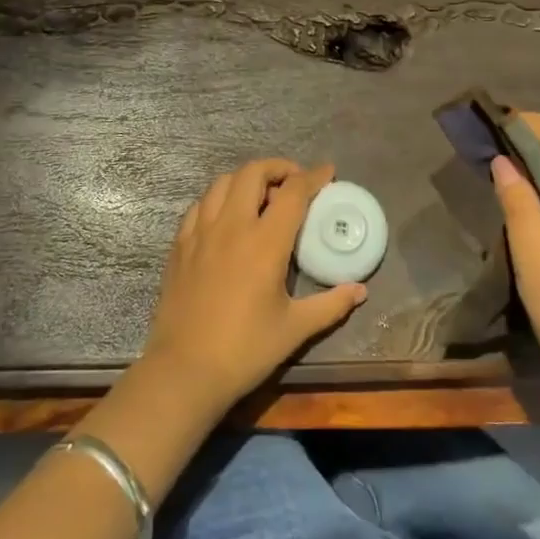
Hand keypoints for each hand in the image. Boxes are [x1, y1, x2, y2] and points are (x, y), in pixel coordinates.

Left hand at [140, 159, 365, 414]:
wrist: (184, 370)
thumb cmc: (245, 350)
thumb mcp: (295, 328)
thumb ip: (331, 304)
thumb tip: (360, 290)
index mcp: (264, 242)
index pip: (293, 192)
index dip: (313, 176)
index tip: (327, 172)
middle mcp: (232, 226)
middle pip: (253, 172)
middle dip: (277, 168)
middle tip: (293, 183)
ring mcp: (200, 232)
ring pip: (222, 182)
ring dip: (246, 179)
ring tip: (260, 196)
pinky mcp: (179, 245)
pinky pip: (199, 205)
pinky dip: (218, 199)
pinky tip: (226, 217)